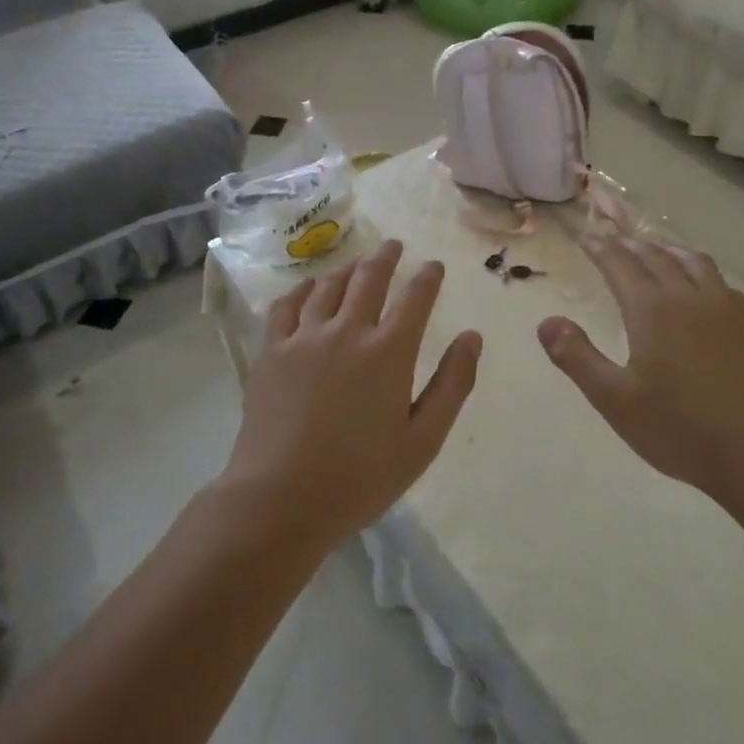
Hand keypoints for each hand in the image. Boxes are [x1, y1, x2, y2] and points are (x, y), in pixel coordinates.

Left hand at [225, 240, 480, 545]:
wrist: (281, 498)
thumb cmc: (361, 477)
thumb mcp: (423, 440)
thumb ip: (452, 384)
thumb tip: (472, 337)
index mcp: (389, 352)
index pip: (415, 298)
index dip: (427, 277)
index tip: (434, 265)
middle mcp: (347, 332)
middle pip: (369, 279)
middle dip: (386, 258)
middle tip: (395, 245)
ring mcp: (304, 338)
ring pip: (328, 287)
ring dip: (347, 269)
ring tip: (356, 263)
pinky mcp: (271, 352)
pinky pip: (285, 306)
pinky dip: (300, 290)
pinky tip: (307, 287)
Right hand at [537, 236, 743, 504]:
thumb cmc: (680, 429)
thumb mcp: (615, 400)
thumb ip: (577, 357)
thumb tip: (546, 322)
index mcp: (652, 310)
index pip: (620, 265)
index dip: (601, 249)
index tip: (587, 238)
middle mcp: (689, 297)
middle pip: (656, 257)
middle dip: (630, 245)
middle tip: (613, 241)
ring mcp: (726, 308)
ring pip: (693, 261)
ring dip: (668, 249)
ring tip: (655, 249)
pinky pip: (720, 281)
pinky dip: (699, 270)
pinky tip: (701, 286)